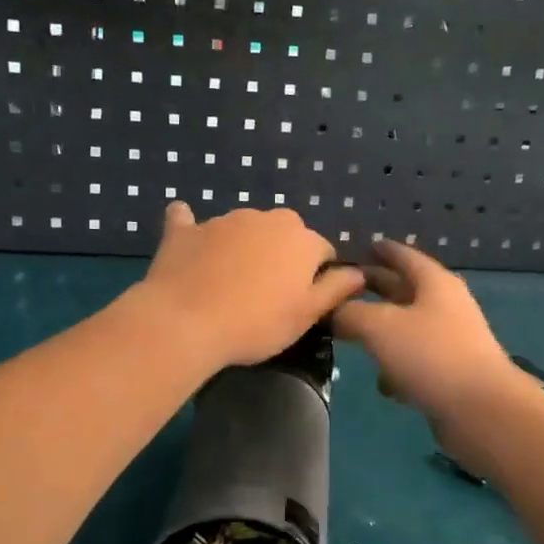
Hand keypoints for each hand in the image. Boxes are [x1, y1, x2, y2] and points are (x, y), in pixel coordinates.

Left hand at [139, 202, 366, 368]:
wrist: (185, 322)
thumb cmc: (256, 324)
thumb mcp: (307, 314)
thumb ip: (336, 289)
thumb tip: (358, 273)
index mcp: (301, 239)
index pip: (322, 251)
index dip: (316, 276)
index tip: (301, 302)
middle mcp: (266, 219)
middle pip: (284, 234)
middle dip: (281, 256)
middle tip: (267, 294)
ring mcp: (223, 220)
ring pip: (243, 229)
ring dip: (243, 247)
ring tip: (229, 284)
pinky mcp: (185, 230)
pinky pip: (189, 221)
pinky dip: (193, 230)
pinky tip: (189, 241)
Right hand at [331, 240, 515, 428]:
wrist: (481, 410)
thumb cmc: (430, 355)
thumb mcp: (379, 327)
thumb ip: (349, 314)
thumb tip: (332, 311)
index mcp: (434, 283)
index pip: (404, 256)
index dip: (382, 250)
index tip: (362, 246)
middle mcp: (445, 306)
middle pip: (404, 291)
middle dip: (375, 289)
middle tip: (343, 290)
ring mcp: (450, 341)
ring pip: (408, 328)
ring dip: (382, 332)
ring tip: (351, 336)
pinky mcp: (450, 374)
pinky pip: (416, 362)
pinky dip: (398, 367)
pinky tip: (383, 384)